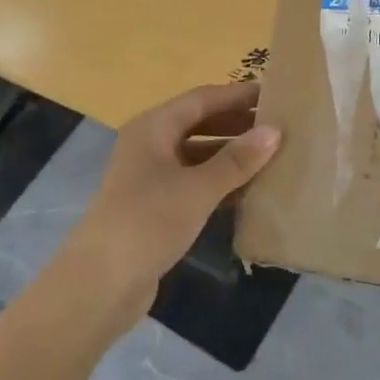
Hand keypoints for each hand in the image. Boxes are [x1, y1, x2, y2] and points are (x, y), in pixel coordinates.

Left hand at [62, 83, 281, 325]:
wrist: (100, 285)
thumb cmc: (147, 222)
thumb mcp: (197, 189)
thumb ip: (237, 160)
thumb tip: (275, 131)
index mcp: (153, 127)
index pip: (202, 99)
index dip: (238, 95)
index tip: (275, 94)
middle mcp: (150, 145)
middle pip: (199, 123)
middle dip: (237, 124)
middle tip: (279, 126)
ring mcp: (151, 177)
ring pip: (198, 155)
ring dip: (231, 156)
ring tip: (273, 157)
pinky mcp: (156, 208)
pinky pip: (195, 184)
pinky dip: (220, 183)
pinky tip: (250, 192)